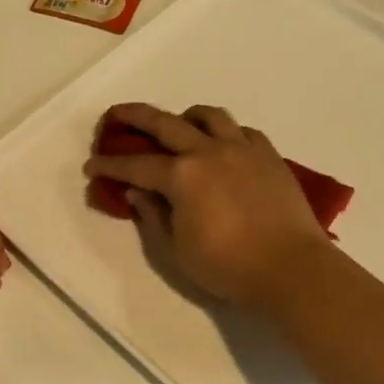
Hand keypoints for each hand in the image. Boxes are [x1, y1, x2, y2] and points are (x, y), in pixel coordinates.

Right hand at [84, 103, 331, 309]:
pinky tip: (223, 146)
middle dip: (135, 117)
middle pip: (165, 123)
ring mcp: (242, 149)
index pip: (136, 165)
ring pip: (209, 116)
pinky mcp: (269, 156)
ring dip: (186, 116)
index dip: (110, 165)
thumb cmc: (228, 267)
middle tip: (117, 115)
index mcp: (182, 176)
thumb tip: (138, 193)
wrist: (291, 269)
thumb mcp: (177, 250)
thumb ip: (153, 216)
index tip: (92, 166)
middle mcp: (209, 151)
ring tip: (178, 125)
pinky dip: (225, 132)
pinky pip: (242, 131)